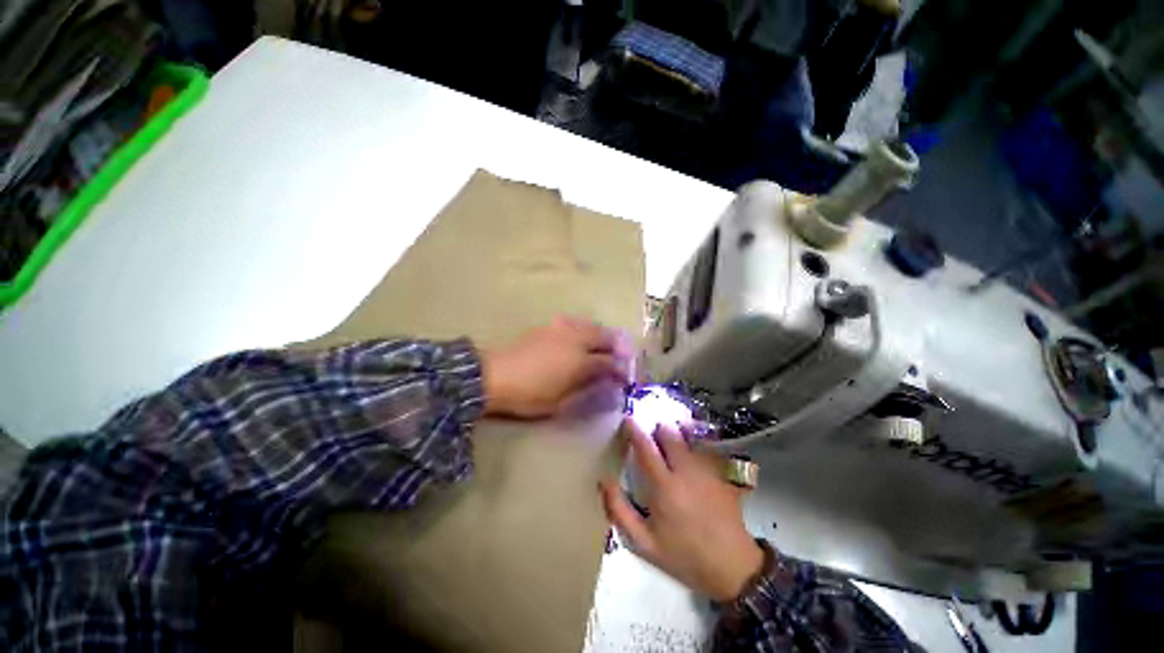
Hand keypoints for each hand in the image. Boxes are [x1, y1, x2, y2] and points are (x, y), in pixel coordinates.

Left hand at [481, 316, 633, 418]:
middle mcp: (576, 340)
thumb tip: (605, 383)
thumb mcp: (559, 402)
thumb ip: (585, 389)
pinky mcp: (550, 326)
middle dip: (618, 347)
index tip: (626, 377)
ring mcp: (562, 329)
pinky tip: (583, 335)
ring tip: (607, 344)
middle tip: (624, 356)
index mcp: (580, 362)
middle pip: (605, 338)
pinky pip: (576, 322)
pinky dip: (586, 328)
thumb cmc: (529, 395)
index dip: (621, 371)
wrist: (495, 375)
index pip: (609, 363)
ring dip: (604, 335)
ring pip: (592, 326)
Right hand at [600, 420, 763, 601]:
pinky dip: (695, 445)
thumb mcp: (644, 543)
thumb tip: (604, 480)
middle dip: (657, 430)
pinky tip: (692, 457)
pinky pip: (705, 448)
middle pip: (669, 433)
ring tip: (671, 445)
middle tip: (651, 438)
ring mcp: (707, 469)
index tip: (627, 420)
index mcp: (664, 486)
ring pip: (688, 437)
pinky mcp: (723, 473)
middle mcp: (686, 470)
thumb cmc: (684, 556)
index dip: (634, 430)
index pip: (645, 447)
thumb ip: (619, 510)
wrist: (733, 568)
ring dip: (676, 435)